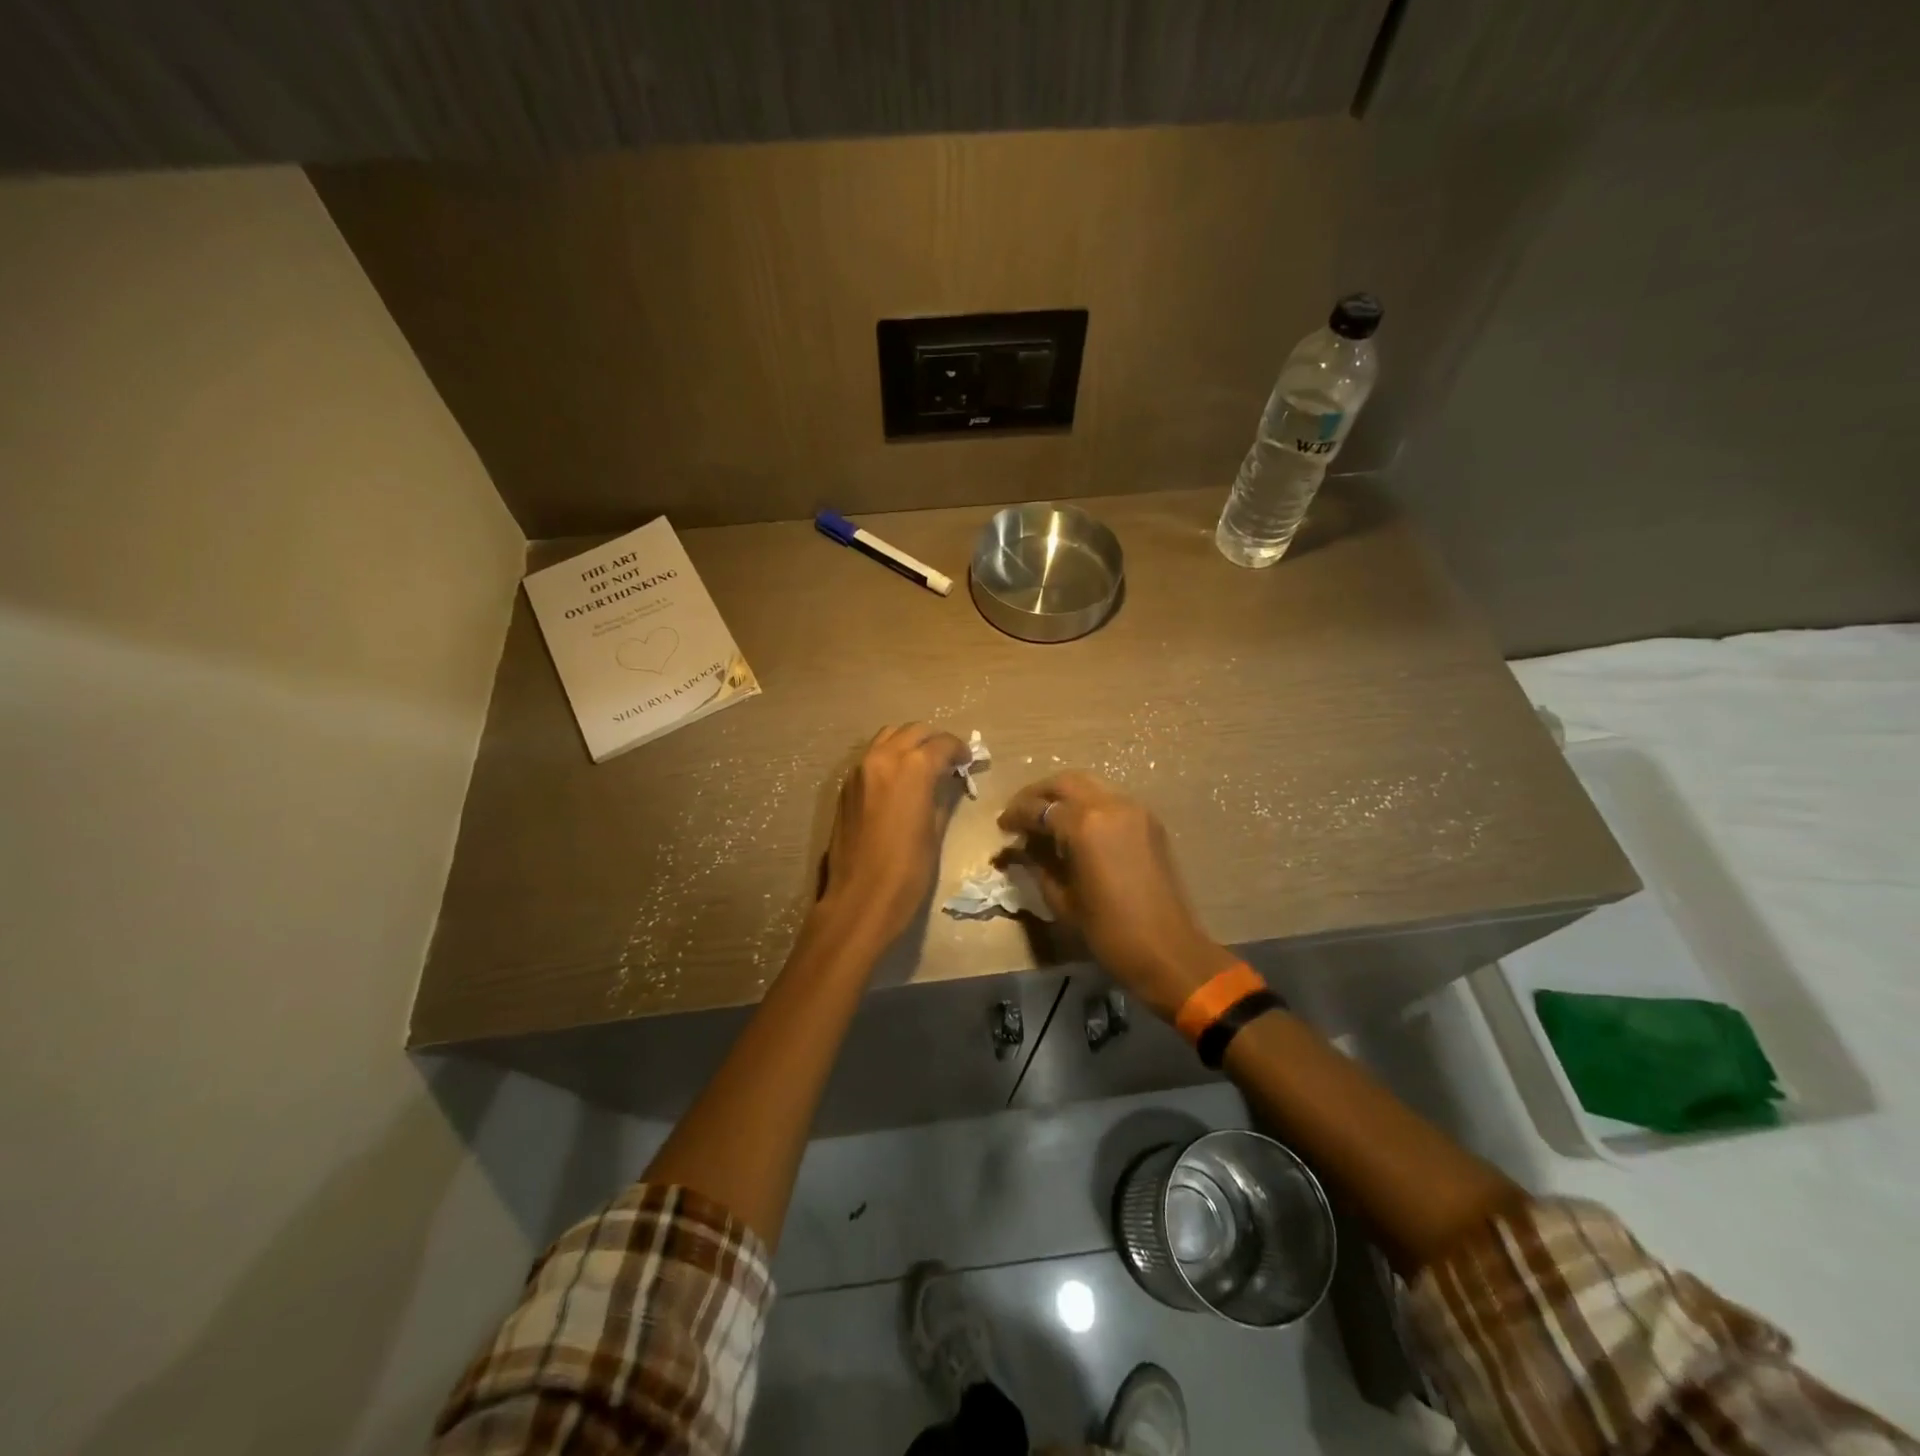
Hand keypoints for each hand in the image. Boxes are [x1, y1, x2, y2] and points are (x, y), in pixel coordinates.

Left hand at [818, 723, 969, 945]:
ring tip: (924, 764)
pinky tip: (900, 779)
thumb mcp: (935, 831)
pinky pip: (872, 756)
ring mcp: (859, 770)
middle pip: (913, 731)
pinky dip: (889, 756)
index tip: (968, 761)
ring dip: (909, 743)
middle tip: (948, 759)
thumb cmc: (908, 871)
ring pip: (888, 737)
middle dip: (934, 740)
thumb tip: (948, 781)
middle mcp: (883, 758)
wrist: (860, 899)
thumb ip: (942, 796)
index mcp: (912, 768)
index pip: (942, 743)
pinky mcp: (846, 786)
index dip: (959, 750)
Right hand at [999, 772, 1237, 1020]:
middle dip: (1037, 794)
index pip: (1038, 808)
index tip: (1002, 827)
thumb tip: (1019, 847)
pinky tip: (1076, 826)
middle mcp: (1109, 804)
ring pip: (1089, 784)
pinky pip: (1110, 798)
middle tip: (1020, 813)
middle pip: (1064, 782)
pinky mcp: (1149, 820)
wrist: (1168, 950)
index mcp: (1084, 824)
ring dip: (1063, 795)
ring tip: (1045, 818)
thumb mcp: (1061, 899)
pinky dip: (1087, 803)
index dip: (1015, 816)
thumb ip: (1037, 863)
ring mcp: (1133, 809)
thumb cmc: (1108, 931)